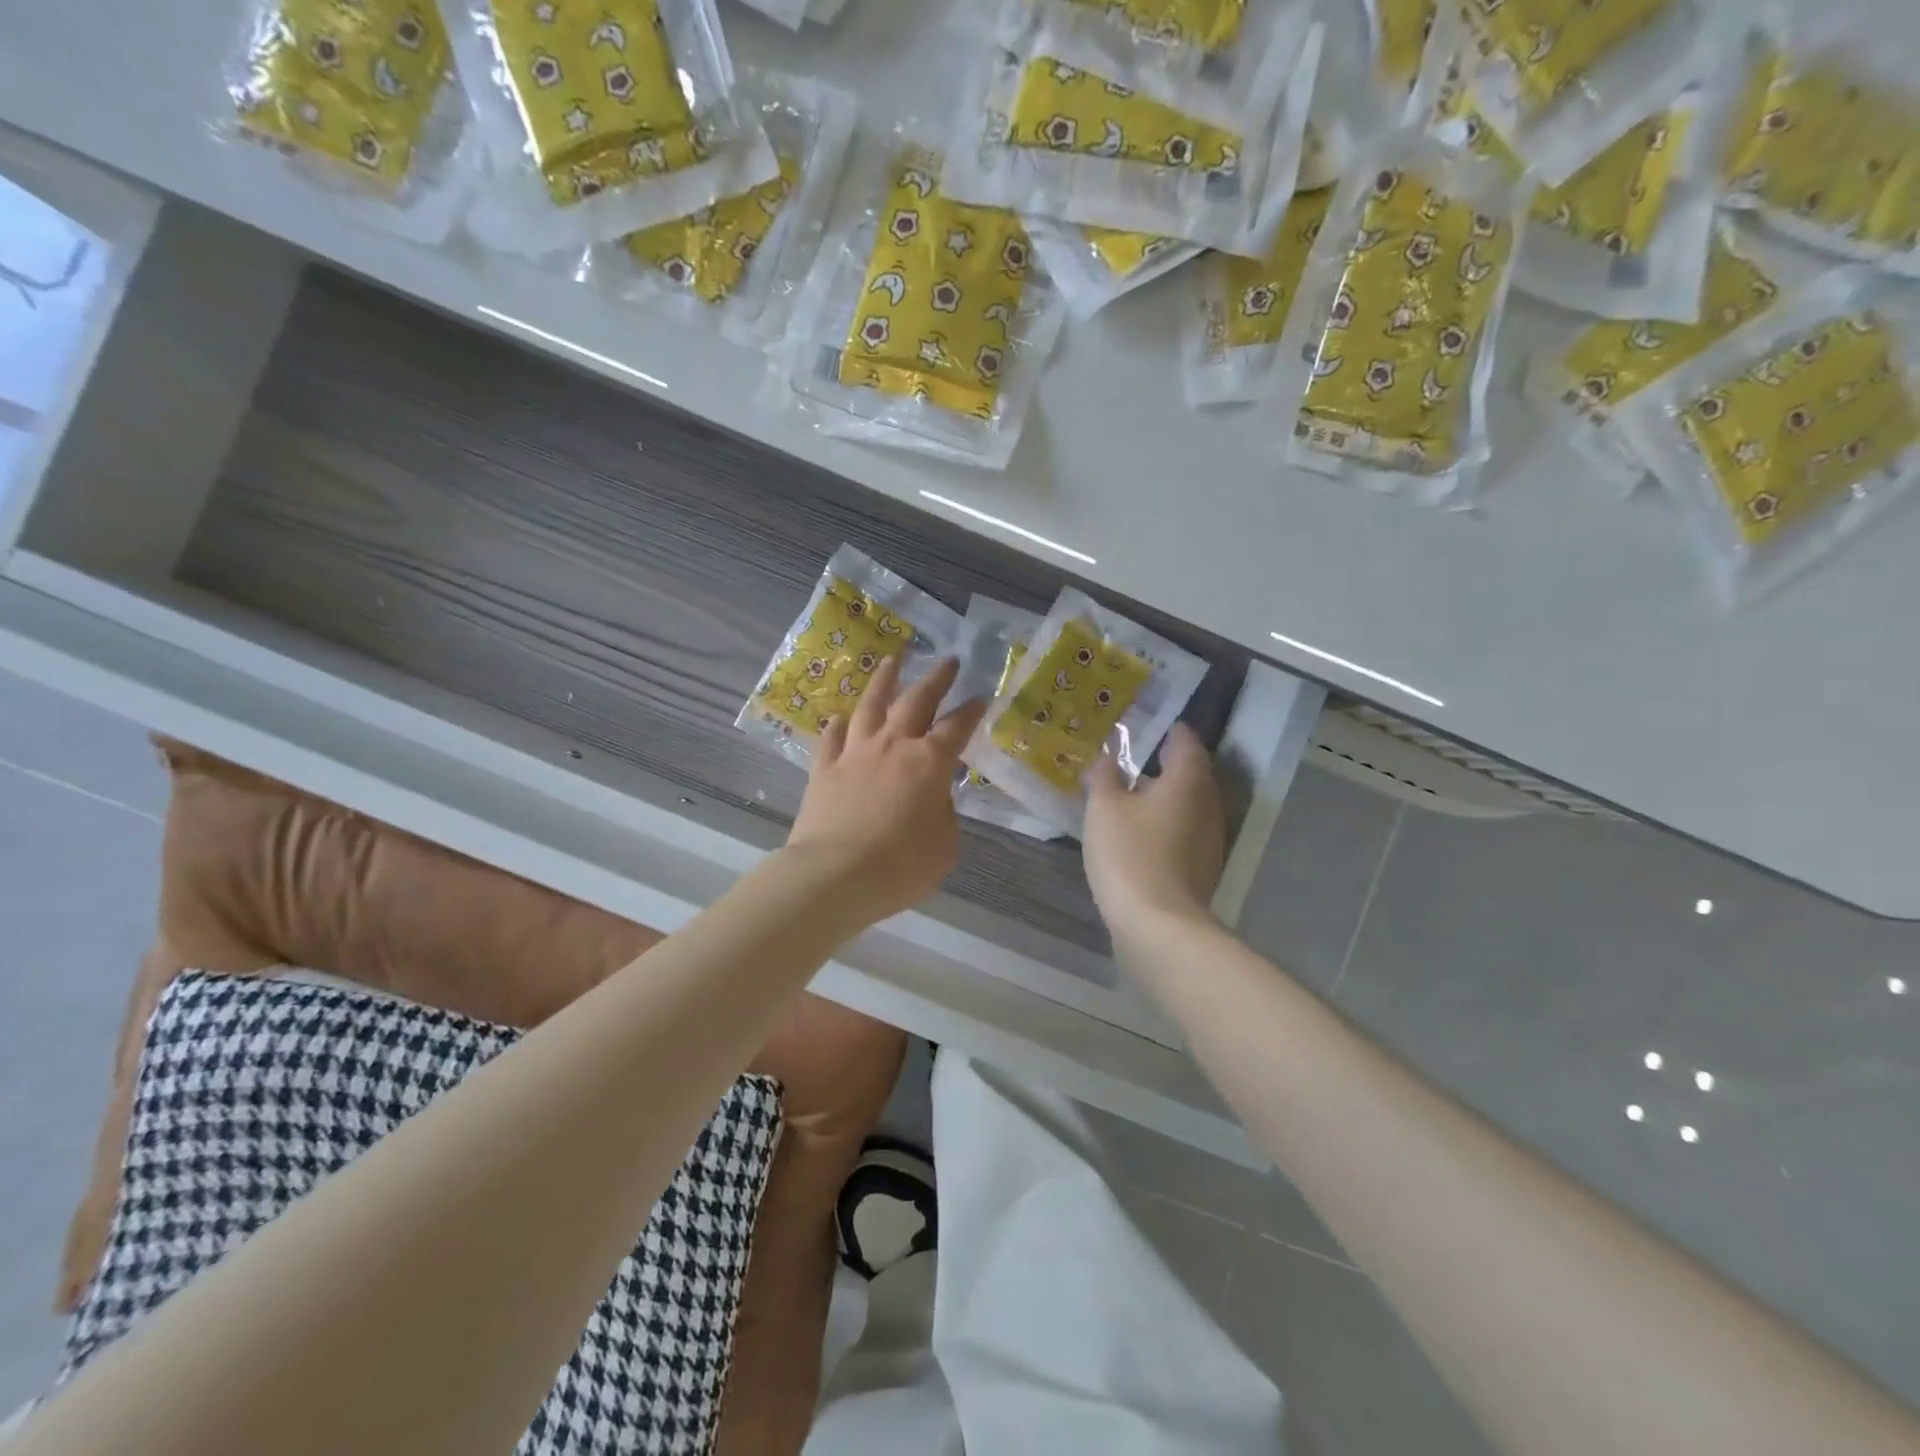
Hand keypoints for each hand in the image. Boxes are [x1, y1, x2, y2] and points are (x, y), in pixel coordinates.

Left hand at [787, 654, 986, 928]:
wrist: (835, 875)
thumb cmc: (901, 865)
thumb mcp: (944, 845)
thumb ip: (943, 814)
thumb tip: (932, 798)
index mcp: (929, 762)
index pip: (957, 727)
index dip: (971, 711)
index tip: (980, 697)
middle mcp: (892, 746)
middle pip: (916, 701)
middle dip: (936, 678)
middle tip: (948, 660)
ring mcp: (854, 753)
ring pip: (870, 706)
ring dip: (884, 681)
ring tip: (892, 661)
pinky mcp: (823, 769)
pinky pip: (831, 738)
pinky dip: (838, 726)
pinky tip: (840, 718)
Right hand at [1083, 724, 1224, 944]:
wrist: (1158, 926)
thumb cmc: (1130, 854)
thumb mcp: (1104, 808)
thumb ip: (1104, 776)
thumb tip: (1105, 757)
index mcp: (1188, 781)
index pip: (1187, 743)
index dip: (1171, 731)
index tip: (1153, 724)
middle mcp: (1208, 805)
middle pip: (1193, 774)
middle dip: (1168, 764)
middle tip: (1137, 756)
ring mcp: (1209, 840)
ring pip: (1190, 805)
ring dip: (1167, 796)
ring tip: (1134, 792)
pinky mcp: (1202, 868)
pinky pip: (1185, 831)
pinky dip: (1167, 822)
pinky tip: (1142, 830)